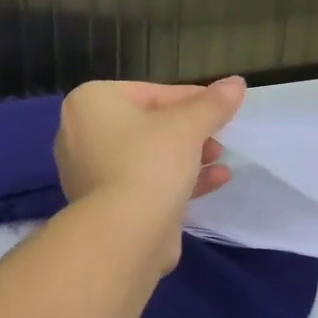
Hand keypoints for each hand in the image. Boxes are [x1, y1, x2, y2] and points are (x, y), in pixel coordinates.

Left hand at [54, 78, 245, 264]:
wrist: (124, 233)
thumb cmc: (150, 163)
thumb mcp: (189, 126)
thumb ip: (213, 104)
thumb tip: (236, 83)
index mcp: (90, 103)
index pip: (149, 92)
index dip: (191, 99)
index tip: (221, 107)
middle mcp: (81, 134)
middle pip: (147, 125)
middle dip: (189, 131)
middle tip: (218, 137)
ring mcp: (89, 173)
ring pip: (147, 156)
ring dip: (187, 156)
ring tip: (219, 158)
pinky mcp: (104, 205)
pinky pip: (143, 183)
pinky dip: (176, 180)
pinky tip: (216, 181)